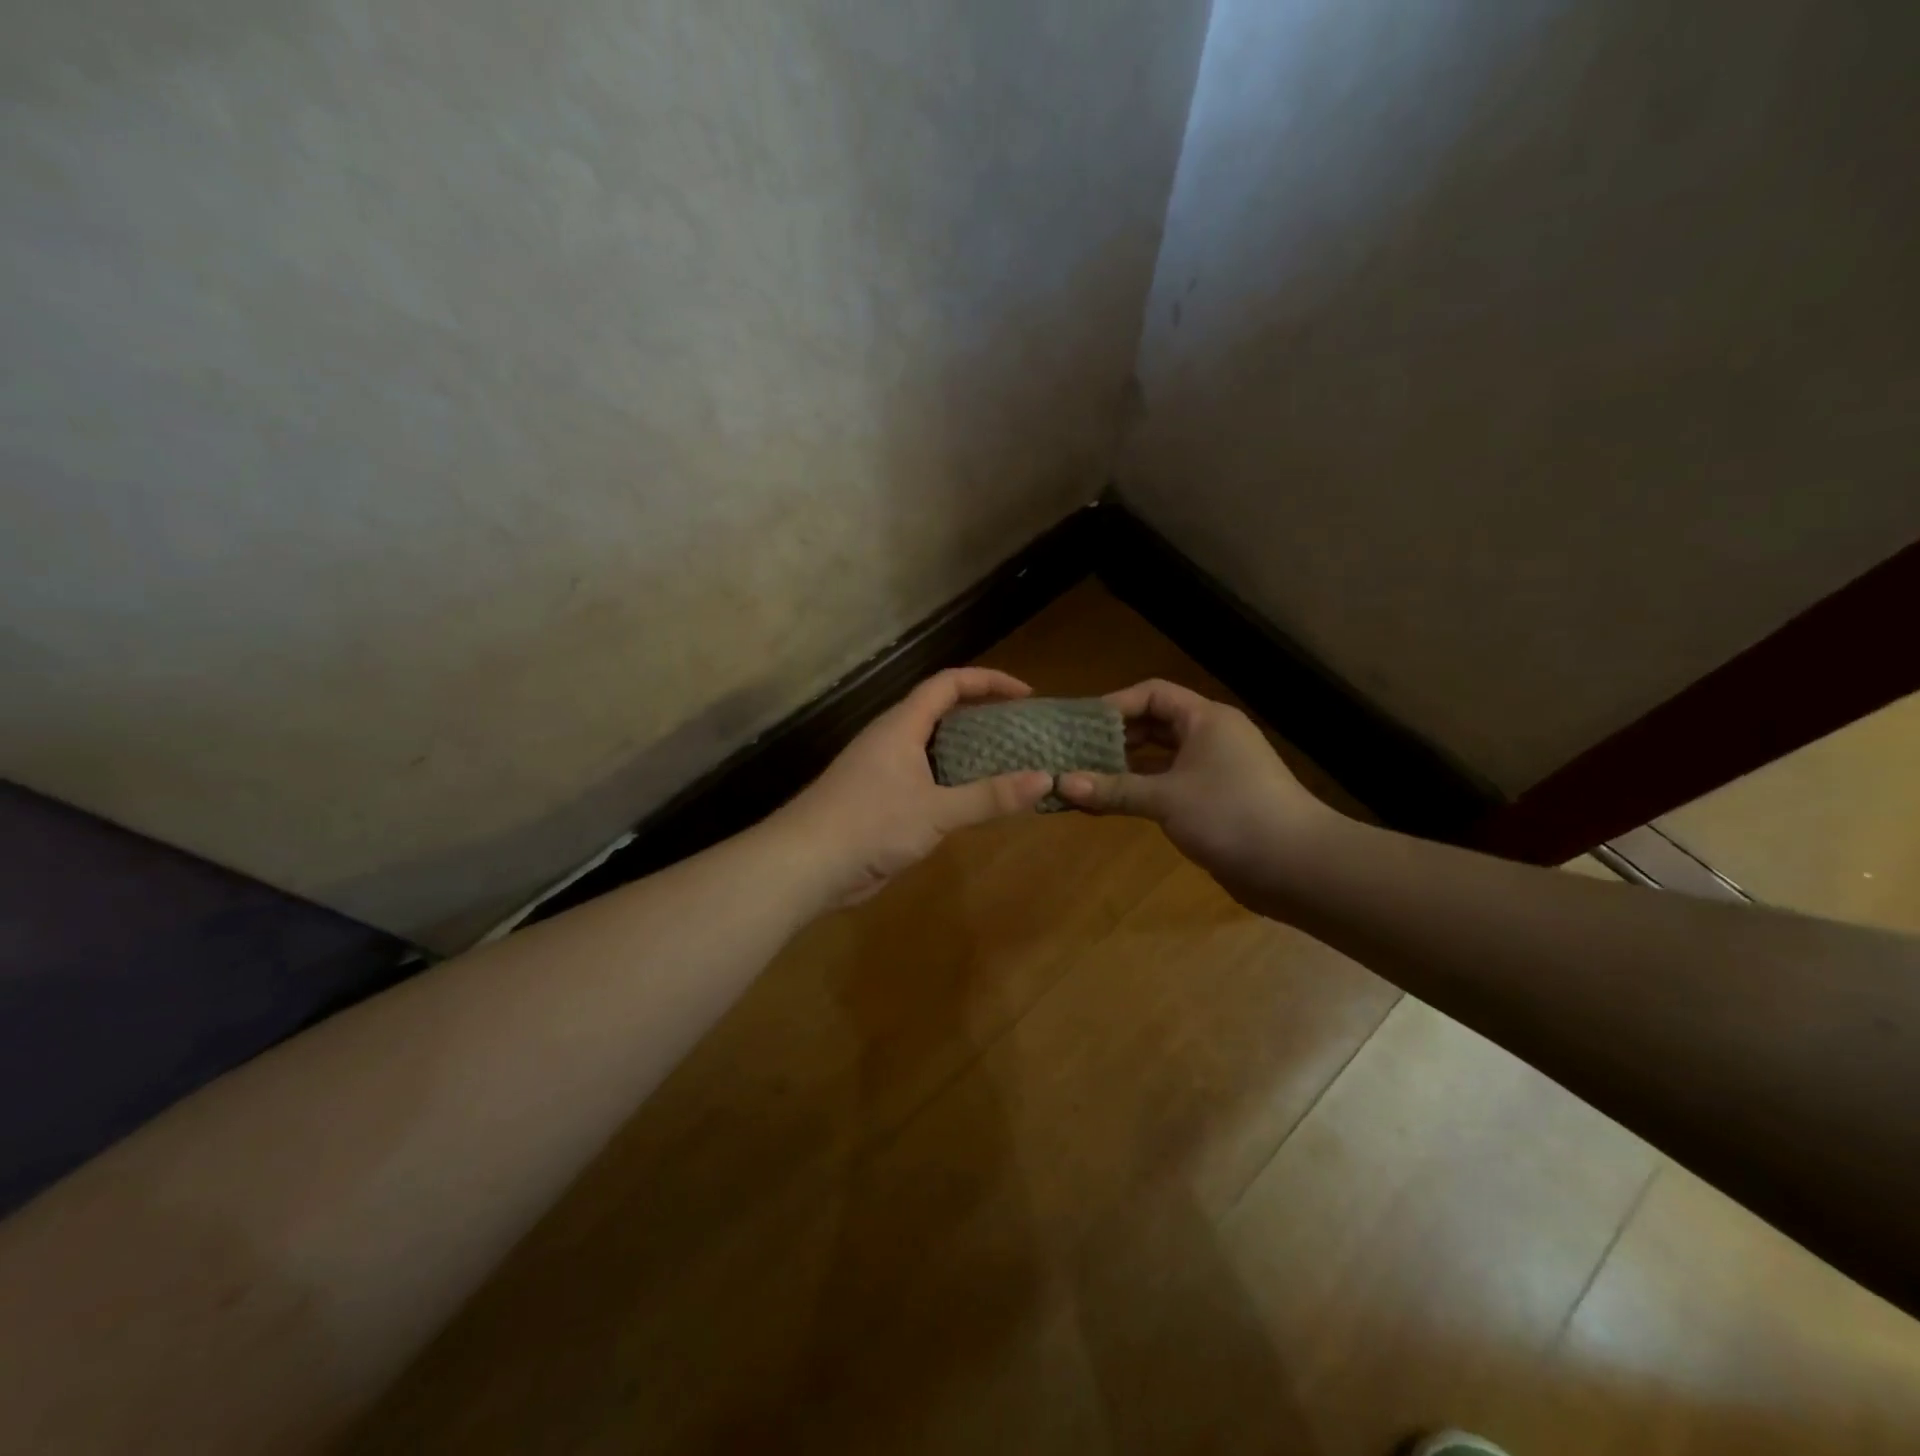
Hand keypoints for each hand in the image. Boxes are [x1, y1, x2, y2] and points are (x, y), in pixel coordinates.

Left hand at [776, 668, 1054, 906]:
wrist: (806, 864)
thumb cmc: (870, 825)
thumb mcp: (937, 811)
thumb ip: (989, 796)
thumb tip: (1045, 779)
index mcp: (901, 725)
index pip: (948, 683)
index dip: (988, 681)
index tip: (1026, 694)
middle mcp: (891, 739)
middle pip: (940, 710)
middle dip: (982, 714)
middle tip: (1020, 730)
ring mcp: (883, 769)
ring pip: (932, 746)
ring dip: (968, 749)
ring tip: (1007, 762)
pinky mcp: (880, 799)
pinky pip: (925, 777)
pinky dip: (953, 780)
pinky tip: (973, 800)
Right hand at [1055, 679, 1338, 903]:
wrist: (1298, 866)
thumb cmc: (1230, 815)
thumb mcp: (1165, 799)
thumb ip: (1113, 789)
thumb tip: (1061, 783)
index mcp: (1205, 719)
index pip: (1152, 694)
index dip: (1115, 704)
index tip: (1079, 724)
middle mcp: (1210, 736)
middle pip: (1154, 724)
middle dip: (1114, 737)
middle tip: (1074, 751)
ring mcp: (1215, 769)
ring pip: (1160, 758)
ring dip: (1125, 767)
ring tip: (1084, 777)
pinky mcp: (1215, 800)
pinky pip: (1169, 785)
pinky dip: (1142, 790)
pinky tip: (1111, 803)